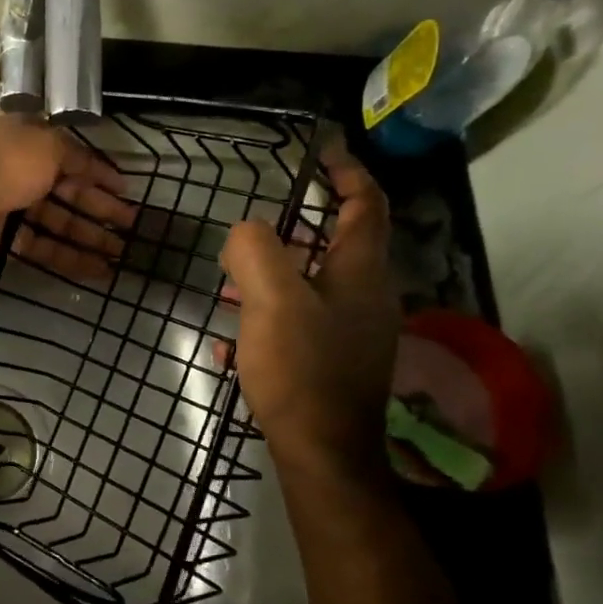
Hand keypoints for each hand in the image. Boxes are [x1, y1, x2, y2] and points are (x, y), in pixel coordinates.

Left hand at [0, 115, 133, 280]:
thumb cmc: (6, 166)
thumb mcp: (47, 144)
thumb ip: (75, 154)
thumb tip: (94, 166)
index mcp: (28, 145)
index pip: (71, 158)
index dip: (99, 173)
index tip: (125, 189)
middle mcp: (21, 175)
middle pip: (69, 194)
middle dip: (101, 208)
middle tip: (132, 225)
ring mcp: (13, 211)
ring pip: (60, 225)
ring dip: (91, 237)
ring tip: (122, 252)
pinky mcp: (8, 244)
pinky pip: (46, 250)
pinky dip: (72, 259)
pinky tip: (100, 270)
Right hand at [220, 137, 398, 475]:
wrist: (323, 451)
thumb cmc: (301, 368)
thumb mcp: (271, 298)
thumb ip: (256, 250)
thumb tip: (247, 232)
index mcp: (360, 271)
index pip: (366, 205)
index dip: (347, 173)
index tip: (323, 152)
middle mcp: (367, 296)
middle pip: (342, 243)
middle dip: (303, 225)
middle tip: (259, 223)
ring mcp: (354, 332)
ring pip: (317, 283)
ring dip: (280, 271)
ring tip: (234, 278)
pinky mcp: (336, 361)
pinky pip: (302, 320)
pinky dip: (271, 313)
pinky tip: (235, 337)